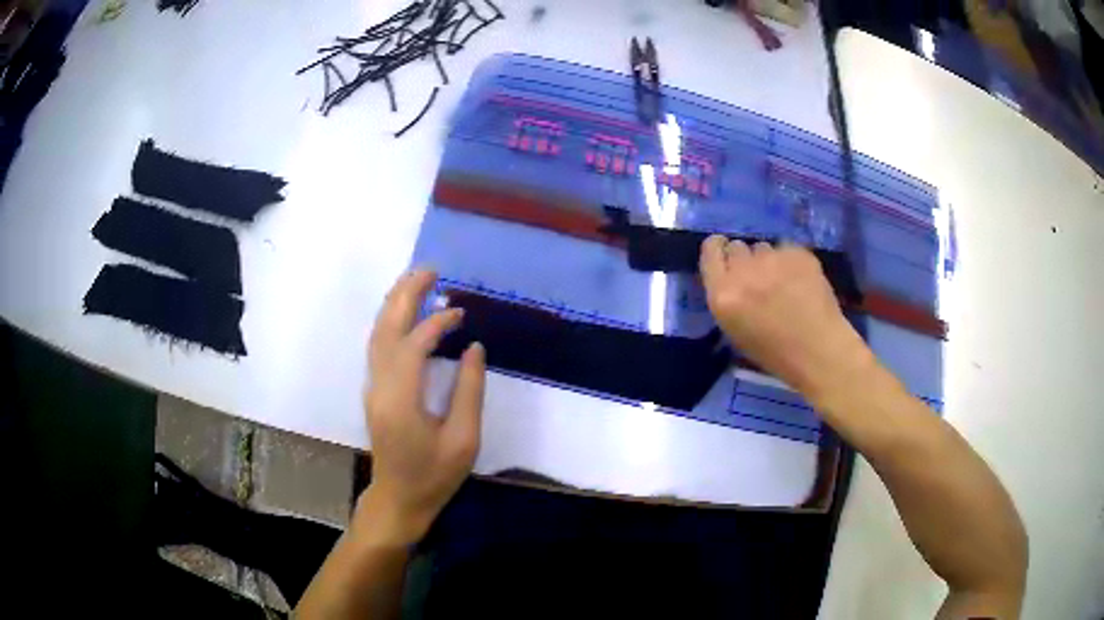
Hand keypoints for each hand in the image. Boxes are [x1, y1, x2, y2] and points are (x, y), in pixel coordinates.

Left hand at [359, 269, 484, 544]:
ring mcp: (373, 388)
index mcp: (401, 400)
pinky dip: (392, 322)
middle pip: (386, 329)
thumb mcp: (464, 440)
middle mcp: (380, 387)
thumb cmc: (434, 475)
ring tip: (417, 280)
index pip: (413, 345)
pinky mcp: (375, 391)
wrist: (399, 497)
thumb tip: (474, 348)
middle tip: (429, 269)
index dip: (436, 323)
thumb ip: (469, 391)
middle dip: (405, 295)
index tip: (460, 313)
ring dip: (395, 303)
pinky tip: (406, 312)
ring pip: (378, 335)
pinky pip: (379, 346)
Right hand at [699, 236, 873, 401]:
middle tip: (757, 277)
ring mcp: (772, 258)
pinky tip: (801, 282)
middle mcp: (743, 271)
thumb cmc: (775, 354)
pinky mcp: (797, 253)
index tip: (726, 255)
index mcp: (723, 294)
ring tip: (783, 283)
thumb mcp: (736, 331)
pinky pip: (787, 249)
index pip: (710, 250)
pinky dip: (791, 261)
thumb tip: (730, 277)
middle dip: (745, 259)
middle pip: (737, 247)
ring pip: (763, 247)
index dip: (718, 249)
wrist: (819, 351)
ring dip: (768, 261)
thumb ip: (727, 297)